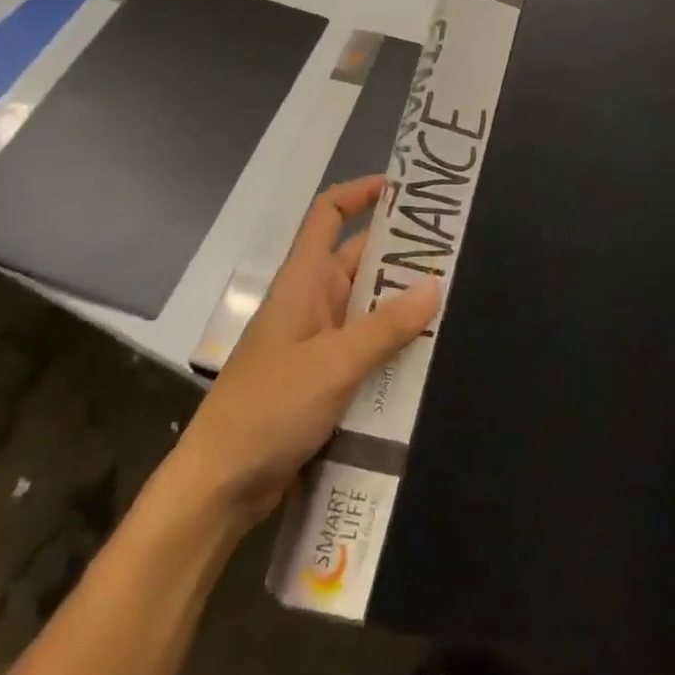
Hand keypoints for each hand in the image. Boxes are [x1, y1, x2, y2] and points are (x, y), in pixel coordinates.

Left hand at [172, 174, 440, 529]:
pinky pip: (363, 348)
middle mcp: (310, 301)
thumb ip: (385, 326)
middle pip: (358, 261)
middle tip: (453, 254)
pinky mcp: (321, 379)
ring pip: (365, 308)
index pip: (327, 214)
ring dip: (400, 306)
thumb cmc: (270, 407)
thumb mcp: (334, 364)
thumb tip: (435, 283)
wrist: (221, 484)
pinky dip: (390, 347)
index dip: (359, 193)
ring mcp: (315, 341)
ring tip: (454, 302)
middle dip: (400, 256)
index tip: (403, 190)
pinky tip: (427, 357)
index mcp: (303, 280)